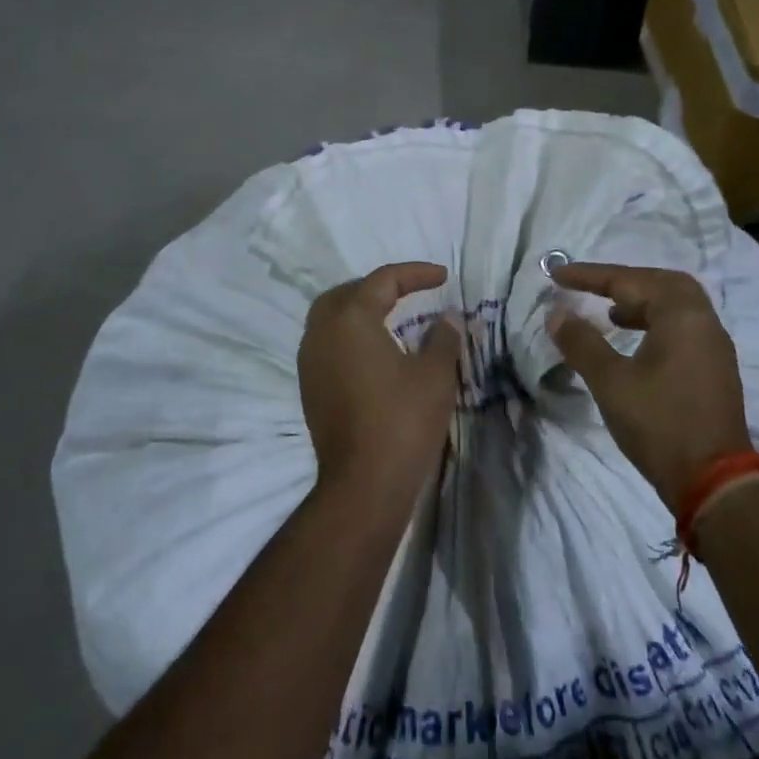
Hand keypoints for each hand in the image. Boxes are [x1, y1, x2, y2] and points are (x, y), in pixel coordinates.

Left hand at [297, 262, 460, 507]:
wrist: (363, 484)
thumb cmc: (402, 421)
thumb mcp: (435, 375)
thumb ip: (442, 337)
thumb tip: (448, 318)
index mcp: (350, 319)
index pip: (382, 281)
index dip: (415, 273)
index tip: (443, 277)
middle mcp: (321, 333)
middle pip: (346, 293)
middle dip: (378, 287)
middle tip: (409, 292)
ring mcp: (310, 362)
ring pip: (330, 318)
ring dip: (359, 310)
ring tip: (391, 316)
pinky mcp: (309, 388)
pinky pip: (326, 344)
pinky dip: (349, 336)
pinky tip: (374, 351)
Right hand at [547, 263, 752, 509]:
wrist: (714, 482)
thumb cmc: (659, 424)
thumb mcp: (610, 382)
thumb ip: (582, 342)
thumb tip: (556, 313)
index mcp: (681, 314)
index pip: (629, 281)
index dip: (588, 276)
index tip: (555, 274)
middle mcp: (703, 320)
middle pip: (661, 282)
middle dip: (623, 280)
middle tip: (590, 287)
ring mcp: (714, 345)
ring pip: (676, 304)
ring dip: (641, 301)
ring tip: (609, 313)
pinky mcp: (715, 368)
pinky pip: (684, 325)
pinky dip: (656, 321)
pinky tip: (635, 341)